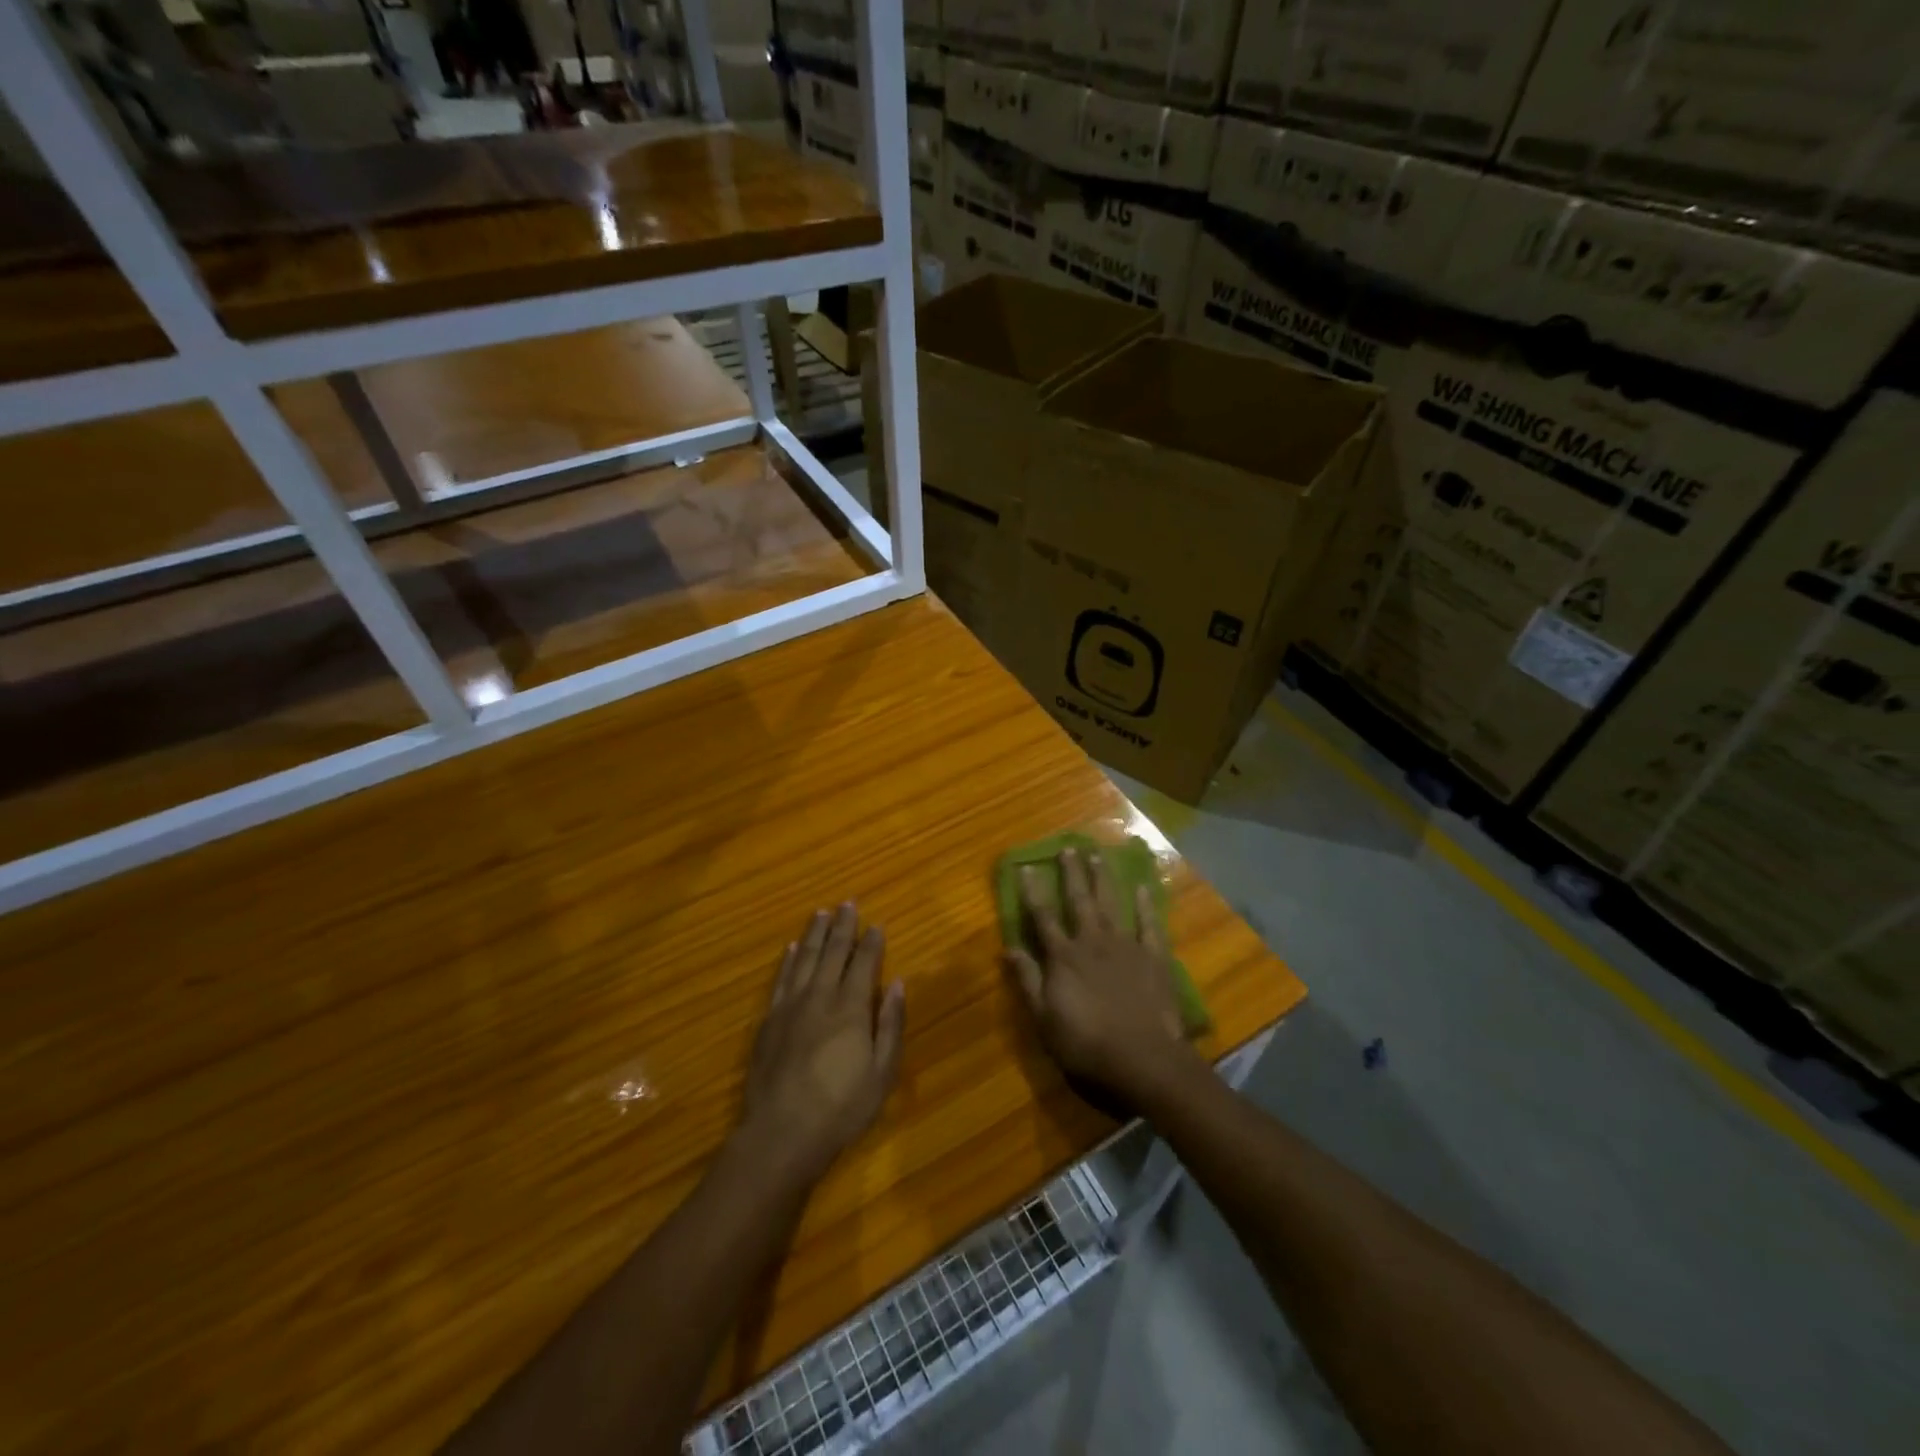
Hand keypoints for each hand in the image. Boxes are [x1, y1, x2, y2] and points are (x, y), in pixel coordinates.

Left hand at [737, 903, 905, 1186]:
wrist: (781, 1133)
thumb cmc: (841, 1107)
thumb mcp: (881, 1072)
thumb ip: (890, 1024)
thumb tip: (897, 984)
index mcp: (850, 1008)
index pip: (863, 964)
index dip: (871, 942)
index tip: (876, 923)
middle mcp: (820, 997)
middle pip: (832, 953)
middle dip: (842, 927)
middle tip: (847, 903)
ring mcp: (790, 1007)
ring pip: (803, 959)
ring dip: (814, 934)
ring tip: (820, 913)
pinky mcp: (769, 1021)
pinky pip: (780, 980)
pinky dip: (787, 961)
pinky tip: (790, 948)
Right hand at [1004, 847, 1197, 1106]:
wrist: (1143, 1058)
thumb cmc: (1087, 1044)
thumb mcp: (1045, 1019)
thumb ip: (1028, 981)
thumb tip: (1008, 948)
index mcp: (1064, 957)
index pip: (1043, 917)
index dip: (1033, 891)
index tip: (1027, 866)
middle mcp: (1093, 941)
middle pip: (1079, 900)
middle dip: (1072, 873)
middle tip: (1069, 847)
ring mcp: (1126, 946)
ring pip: (1112, 903)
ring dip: (1103, 878)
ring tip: (1098, 855)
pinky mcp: (1154, 957)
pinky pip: (1150, 924)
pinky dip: (1146, 905)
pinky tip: (1143, 887)